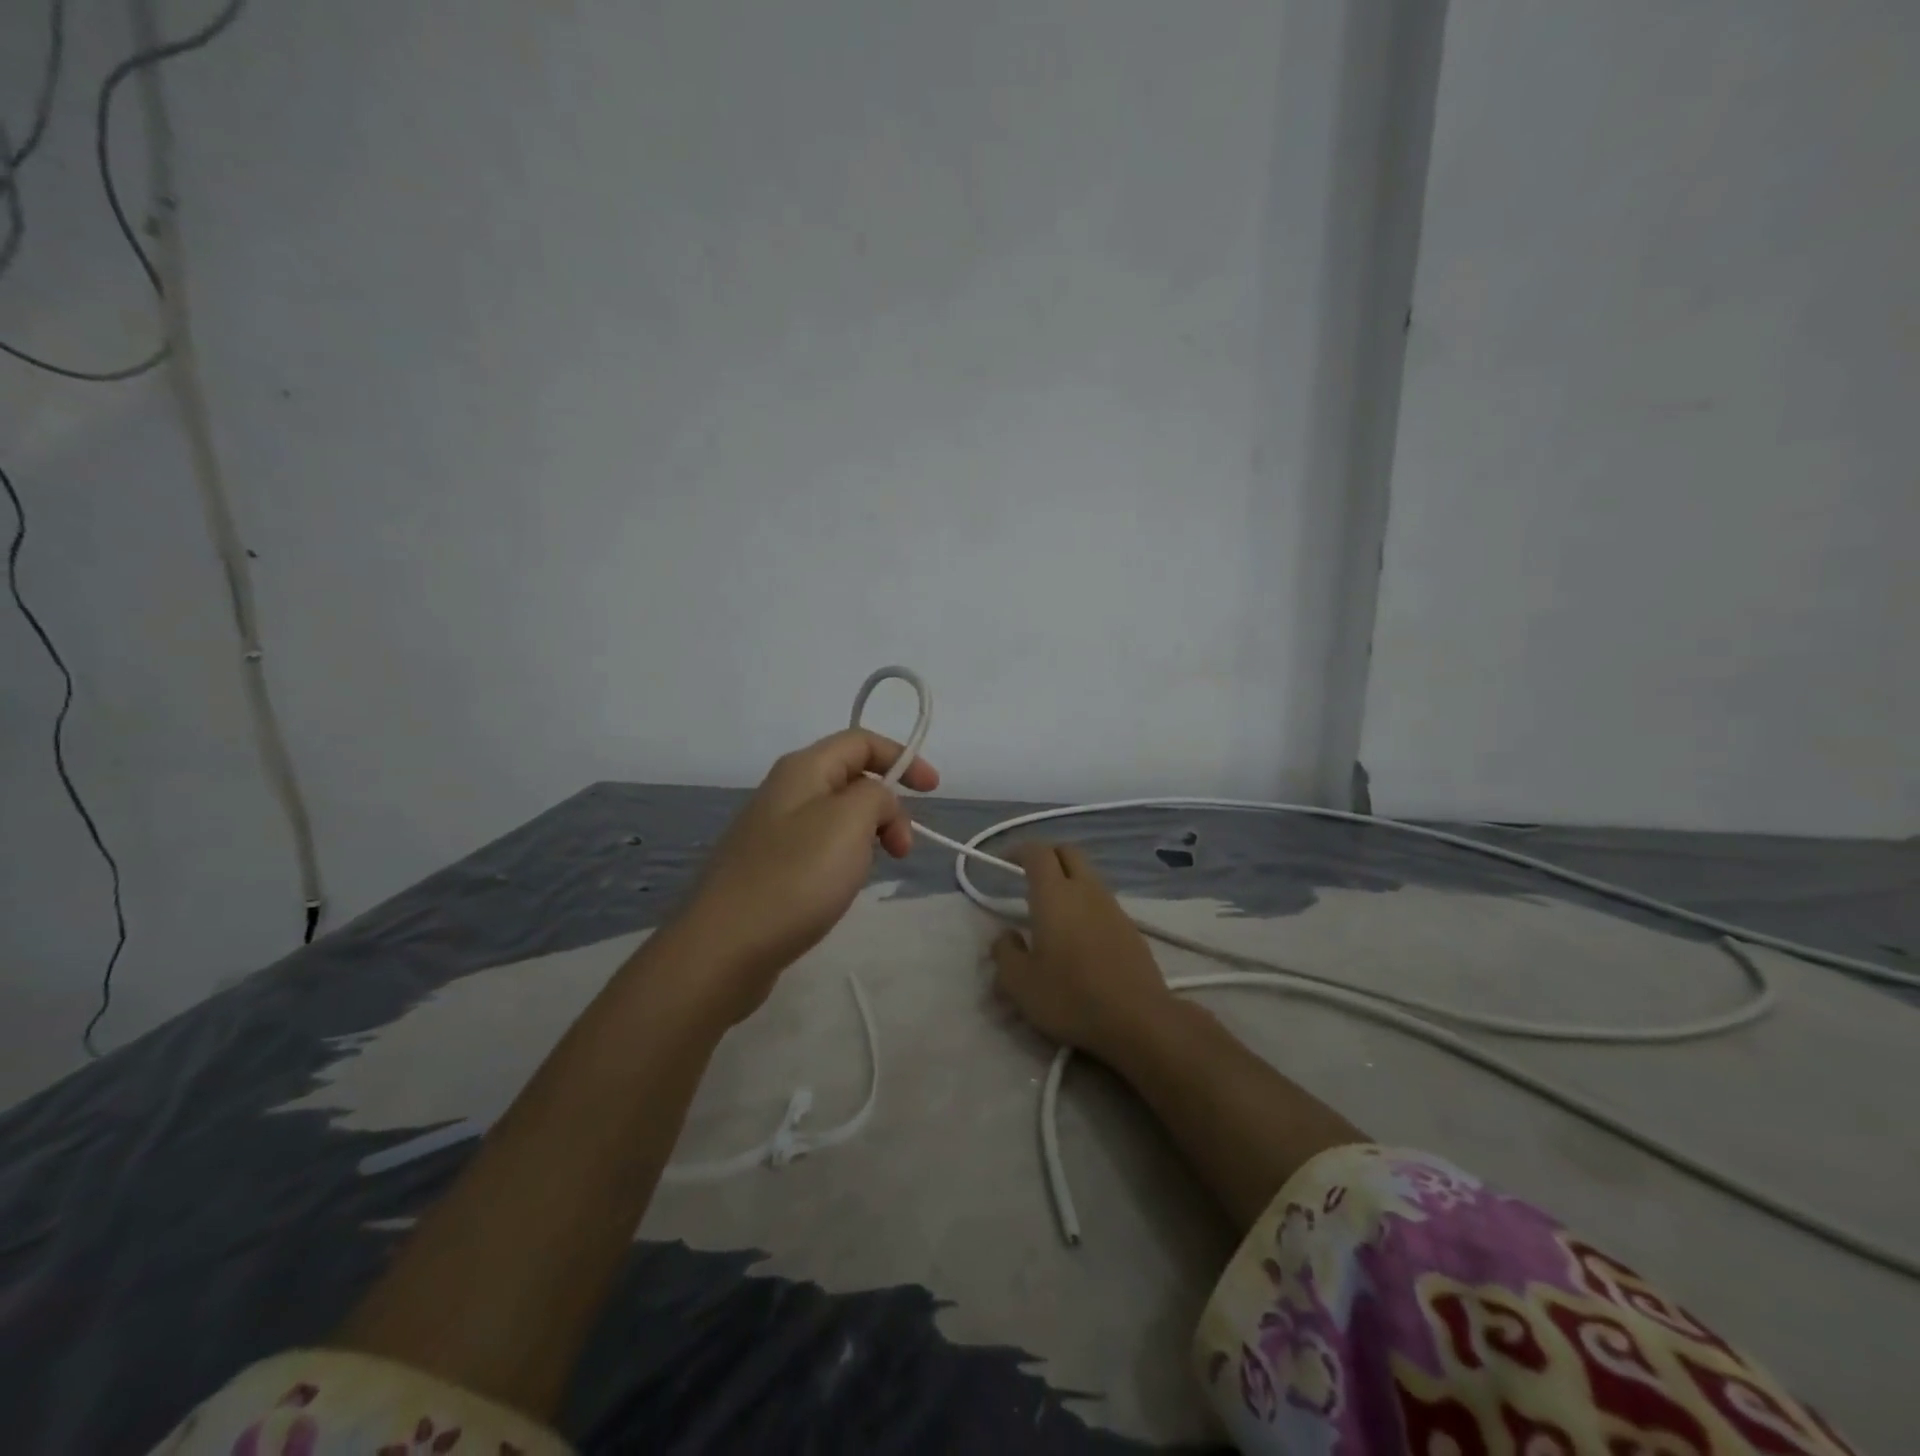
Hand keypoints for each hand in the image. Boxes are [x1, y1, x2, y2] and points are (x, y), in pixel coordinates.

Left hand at [666, 729, 938, 1022]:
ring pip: (837, 816)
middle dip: (888, 806)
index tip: (933, 792)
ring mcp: (772, 831)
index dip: (902, 758)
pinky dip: (845, 858)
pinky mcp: (767, 868)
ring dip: (868, 835)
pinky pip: (819, 847)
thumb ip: (877, 796)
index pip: (861, 742)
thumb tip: (876, 803)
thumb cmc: (795, 877)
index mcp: (802, 769)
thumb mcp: (850, 822)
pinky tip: (841, 888)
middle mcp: (784, 792)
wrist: (724, 948)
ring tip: (870, 871)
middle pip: (851, 779)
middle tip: (902, 849)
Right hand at [990, 843, 1174, 1060]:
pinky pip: (1102, 902)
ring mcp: (1113, 907)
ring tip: (1052, 911)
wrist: (1139, 1020)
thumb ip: (1005, 953)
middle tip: (1028, 876)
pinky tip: (1079, 936)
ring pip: (1088, 876)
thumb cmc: (1070, 997)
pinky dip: (1086, 904)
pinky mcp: (1131, 928)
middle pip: (1068, 852)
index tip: (1004, 861)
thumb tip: (1006, 936)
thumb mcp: (1020, 983)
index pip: (1037, 852)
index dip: (1018, 850)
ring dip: (1068, 880)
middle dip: (1047, 855)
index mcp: (1054, 895)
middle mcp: (1086, 890)